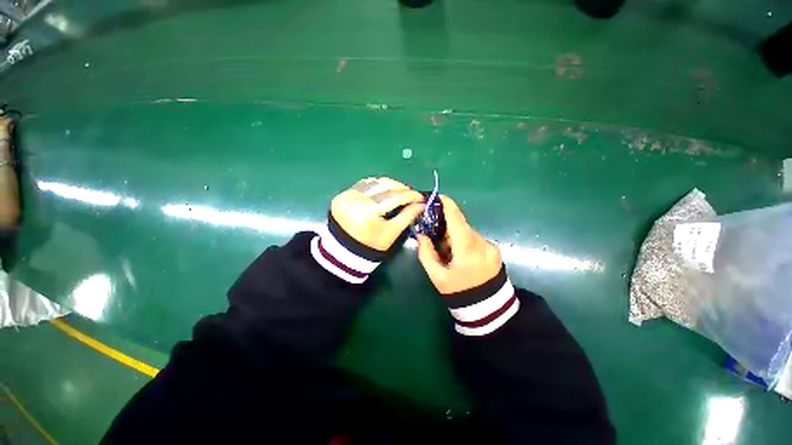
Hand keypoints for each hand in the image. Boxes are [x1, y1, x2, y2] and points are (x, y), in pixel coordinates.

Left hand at [331, 177, 424, 250]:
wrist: (345, 251)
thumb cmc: (371, 245)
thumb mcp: (392, 233)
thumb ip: (407, 216)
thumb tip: (421, 204)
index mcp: (368, 211)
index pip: (394, 197)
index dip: (410, 195)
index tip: (421, 197)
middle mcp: (356, 199)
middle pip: (384, 185)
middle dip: (401, 187)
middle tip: (411, 194)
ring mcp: (347, 195)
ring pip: (374, 182)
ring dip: (389, 185)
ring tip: (399, 192)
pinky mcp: (342, 194)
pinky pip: (363, 185)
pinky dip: (376, 186)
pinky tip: (383, 191)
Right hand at [417, 196, 501, 293]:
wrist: (488, 308)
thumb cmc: (458, 292)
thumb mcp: (437, 276)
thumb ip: (426, 253)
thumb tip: (421, 235)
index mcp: (466, 250)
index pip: (456, 220)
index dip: (448, 205)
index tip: (439, 197)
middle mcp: (481, 243)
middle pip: (461, 225)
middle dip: (448, 226)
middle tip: (437, 236)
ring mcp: (490, 246)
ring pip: (468, 232)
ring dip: (457, 235)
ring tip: (449, 251)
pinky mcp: (494, 249)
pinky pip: (475, 238)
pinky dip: (465, 241)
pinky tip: (461, 254)